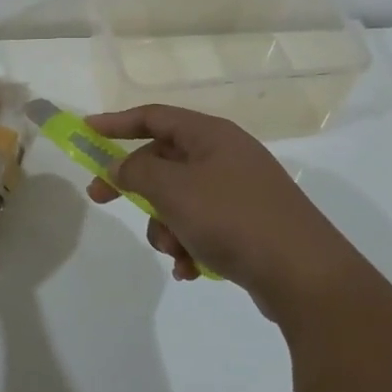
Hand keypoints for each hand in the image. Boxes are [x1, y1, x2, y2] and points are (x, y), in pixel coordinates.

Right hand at [84, 104, 357, 308]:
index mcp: (211, 135)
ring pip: (179, 200)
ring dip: (165, 226)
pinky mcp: (247, 226)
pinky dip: (189, 245)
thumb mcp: (173, 190)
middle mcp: (226, 157)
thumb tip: (118, 167)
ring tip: (175, 250)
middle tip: (101, 200)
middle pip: (164, 161)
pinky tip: (191, 270)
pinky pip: (201, 227)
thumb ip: (136, 172)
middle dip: (137, 188)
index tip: (87, 132)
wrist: (304, 275)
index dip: (117, 122)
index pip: (155, 117)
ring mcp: (239, 192)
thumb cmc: (232, 218)